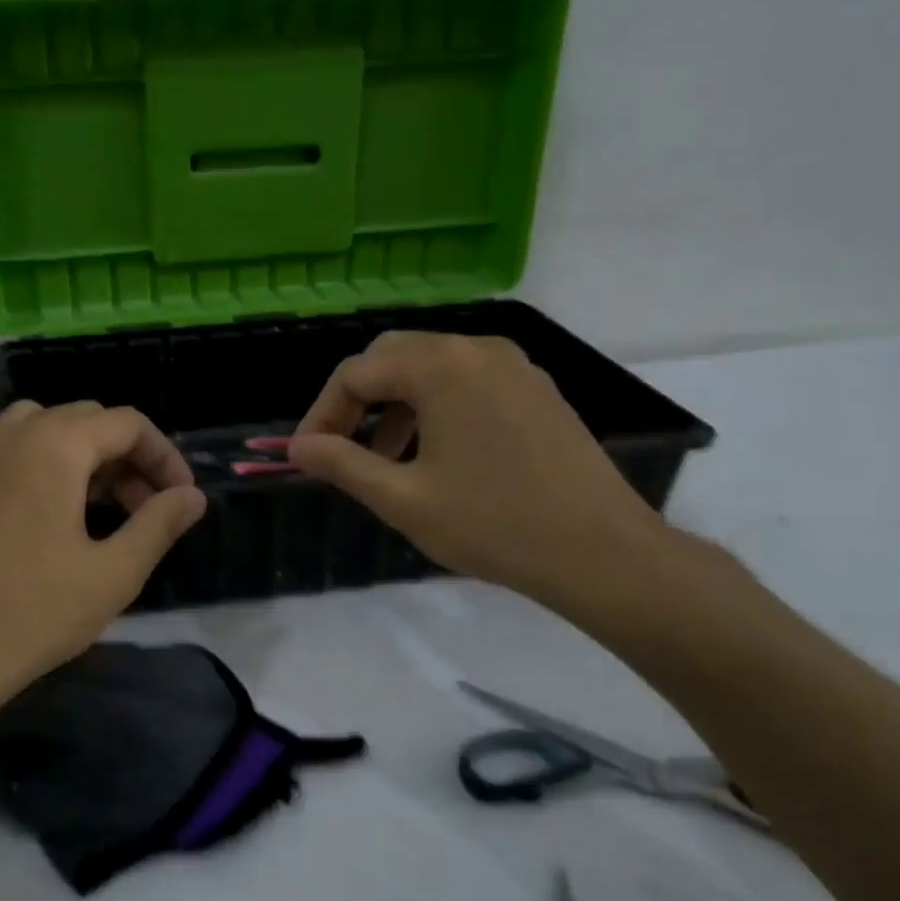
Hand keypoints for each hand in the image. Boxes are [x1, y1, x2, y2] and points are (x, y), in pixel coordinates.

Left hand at [0, 401, 206, 709]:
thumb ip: (159, 524)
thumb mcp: (113, 573)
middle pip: (86, 419)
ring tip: (97, 507)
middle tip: (144, 509)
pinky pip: (9, 452)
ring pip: (43, 429)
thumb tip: (191, 496)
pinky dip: (43, 465)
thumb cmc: (32, 615)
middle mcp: (10, 437)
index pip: (126, 423)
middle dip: (126, 456)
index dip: (164, 456)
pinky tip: (48, 519)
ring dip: (82, 455)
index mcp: (53, 447)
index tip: (180, 499)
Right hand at [286, 332, 664, 606]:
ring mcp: (514, 365)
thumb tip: (297, 447)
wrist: (601, 552)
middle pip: (392, 357)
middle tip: (340, 448)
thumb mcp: (402, 499)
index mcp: (440, 367)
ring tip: (385, 459)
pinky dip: (434, 406)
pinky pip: (467, 380)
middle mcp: (477, 349)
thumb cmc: (493, 524)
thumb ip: (342, 464)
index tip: (307, 455)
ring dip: (395, 404)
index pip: (356, 373)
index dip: (322, 413)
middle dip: (356, 401)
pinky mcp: (536, 388)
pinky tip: (436, 453)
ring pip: (430, 367)